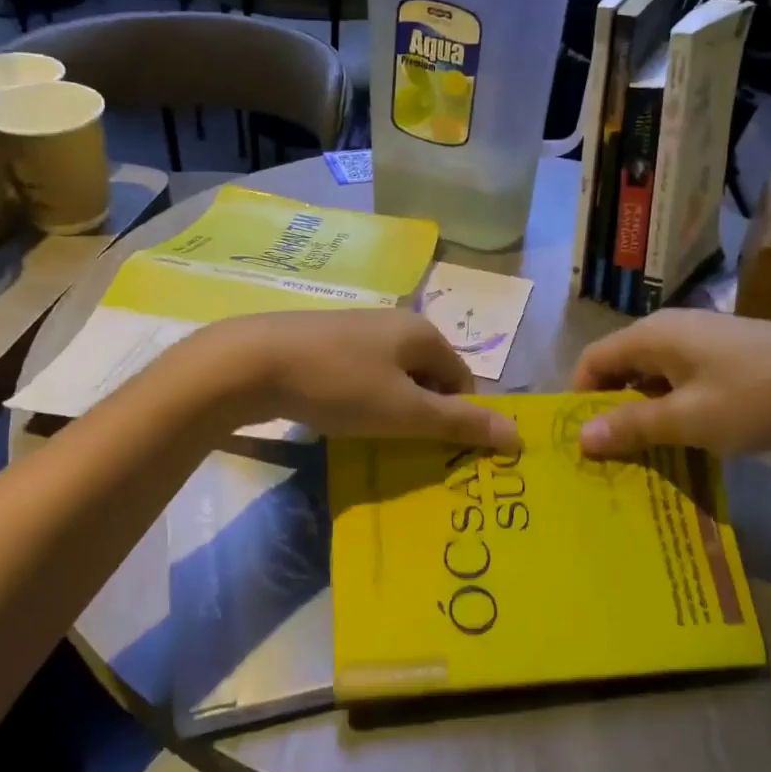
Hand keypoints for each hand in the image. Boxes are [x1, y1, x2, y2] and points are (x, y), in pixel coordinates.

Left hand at [192, 311, 516, 451]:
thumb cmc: (340, 385)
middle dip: (421, 413)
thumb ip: (460, 423)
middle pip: (427, 376)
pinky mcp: (323, 341)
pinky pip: (360, 375)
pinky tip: (339, 418)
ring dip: (390, 409)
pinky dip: (360, 399)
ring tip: (369, 436)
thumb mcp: (405, 411)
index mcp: (421, 332)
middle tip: (401, 446)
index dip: (454, 416)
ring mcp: (356, 330)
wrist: (252, 362)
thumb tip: (518, 435)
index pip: (460, 379)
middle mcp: (394, 323)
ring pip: (392, 377)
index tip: (432, 448)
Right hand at [569, 311, 770, 458]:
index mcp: (653, 334)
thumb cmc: (756, 397)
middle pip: (621, 365)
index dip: (579, 397)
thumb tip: (580, 437)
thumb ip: (632, 426)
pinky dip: (673, 405)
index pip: (593, 359)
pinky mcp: (728, 353)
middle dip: (610, 407)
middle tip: (609, 453)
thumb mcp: (689, 419)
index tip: (580, 440)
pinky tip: (685, 437)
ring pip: (653, 375)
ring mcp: (703, 339)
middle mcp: (671, 328)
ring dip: (643, 410)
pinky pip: (682, 378)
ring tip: (644, 453)